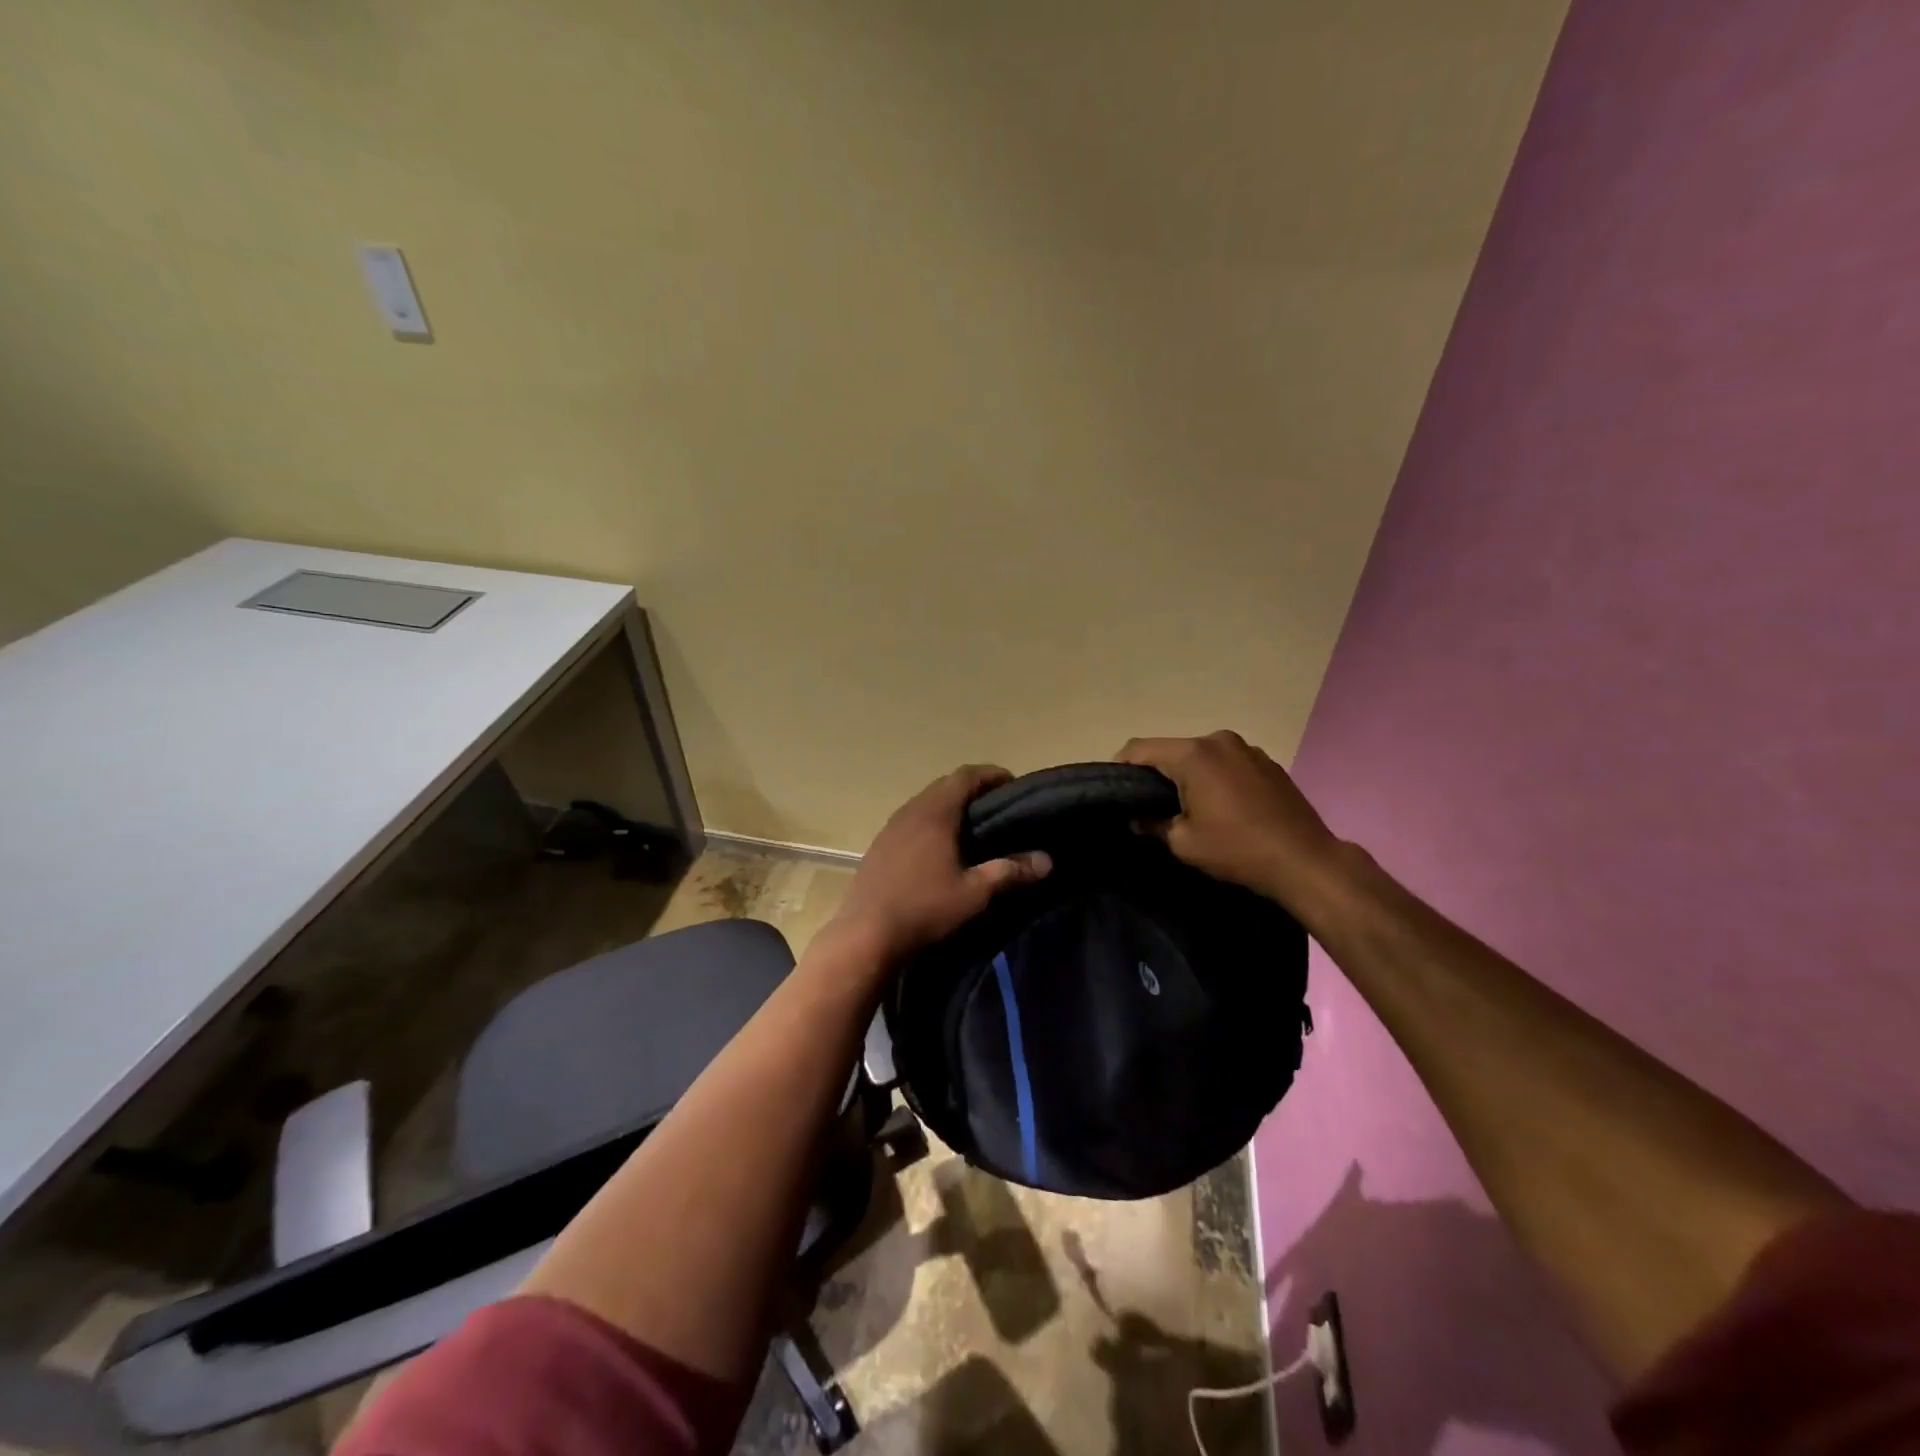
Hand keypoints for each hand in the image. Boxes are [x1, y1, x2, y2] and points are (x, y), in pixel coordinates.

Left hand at [832, 766, 1051, 965]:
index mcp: (935, 812)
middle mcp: (911, 810)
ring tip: (972, 826)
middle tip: (998, 806)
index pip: (966, 776)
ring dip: (949, 806)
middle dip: (972, 789)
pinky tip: (939, 848)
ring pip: (925, 803)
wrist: (866, 934)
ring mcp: (891, 827)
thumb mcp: (974, 893)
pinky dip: (930, 822)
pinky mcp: (879, 845)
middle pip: (945, 785)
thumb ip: (1010, 871)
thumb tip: (1047, 860)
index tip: (1013, 784)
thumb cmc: (924, 908)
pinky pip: (910, 821)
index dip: (991, 774)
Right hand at [1116, 731, 1347, 910]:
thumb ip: (1152, 823)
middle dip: (1155, 773)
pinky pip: (1225, 762)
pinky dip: (1214, 777)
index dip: (1120, 768)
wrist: (1305, 861)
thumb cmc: (1237, 849)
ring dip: (1187, 775)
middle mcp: (1218, 740)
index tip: (1115, 792)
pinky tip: (1220, 806)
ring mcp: (1246, 748)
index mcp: (1193, 754)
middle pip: (1171, 749)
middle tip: (1147, 805)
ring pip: (1200, 755)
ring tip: (1185, 807)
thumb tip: (1138, 818)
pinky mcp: (1267, 762)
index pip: (1139, 749)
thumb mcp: (1183, 843)